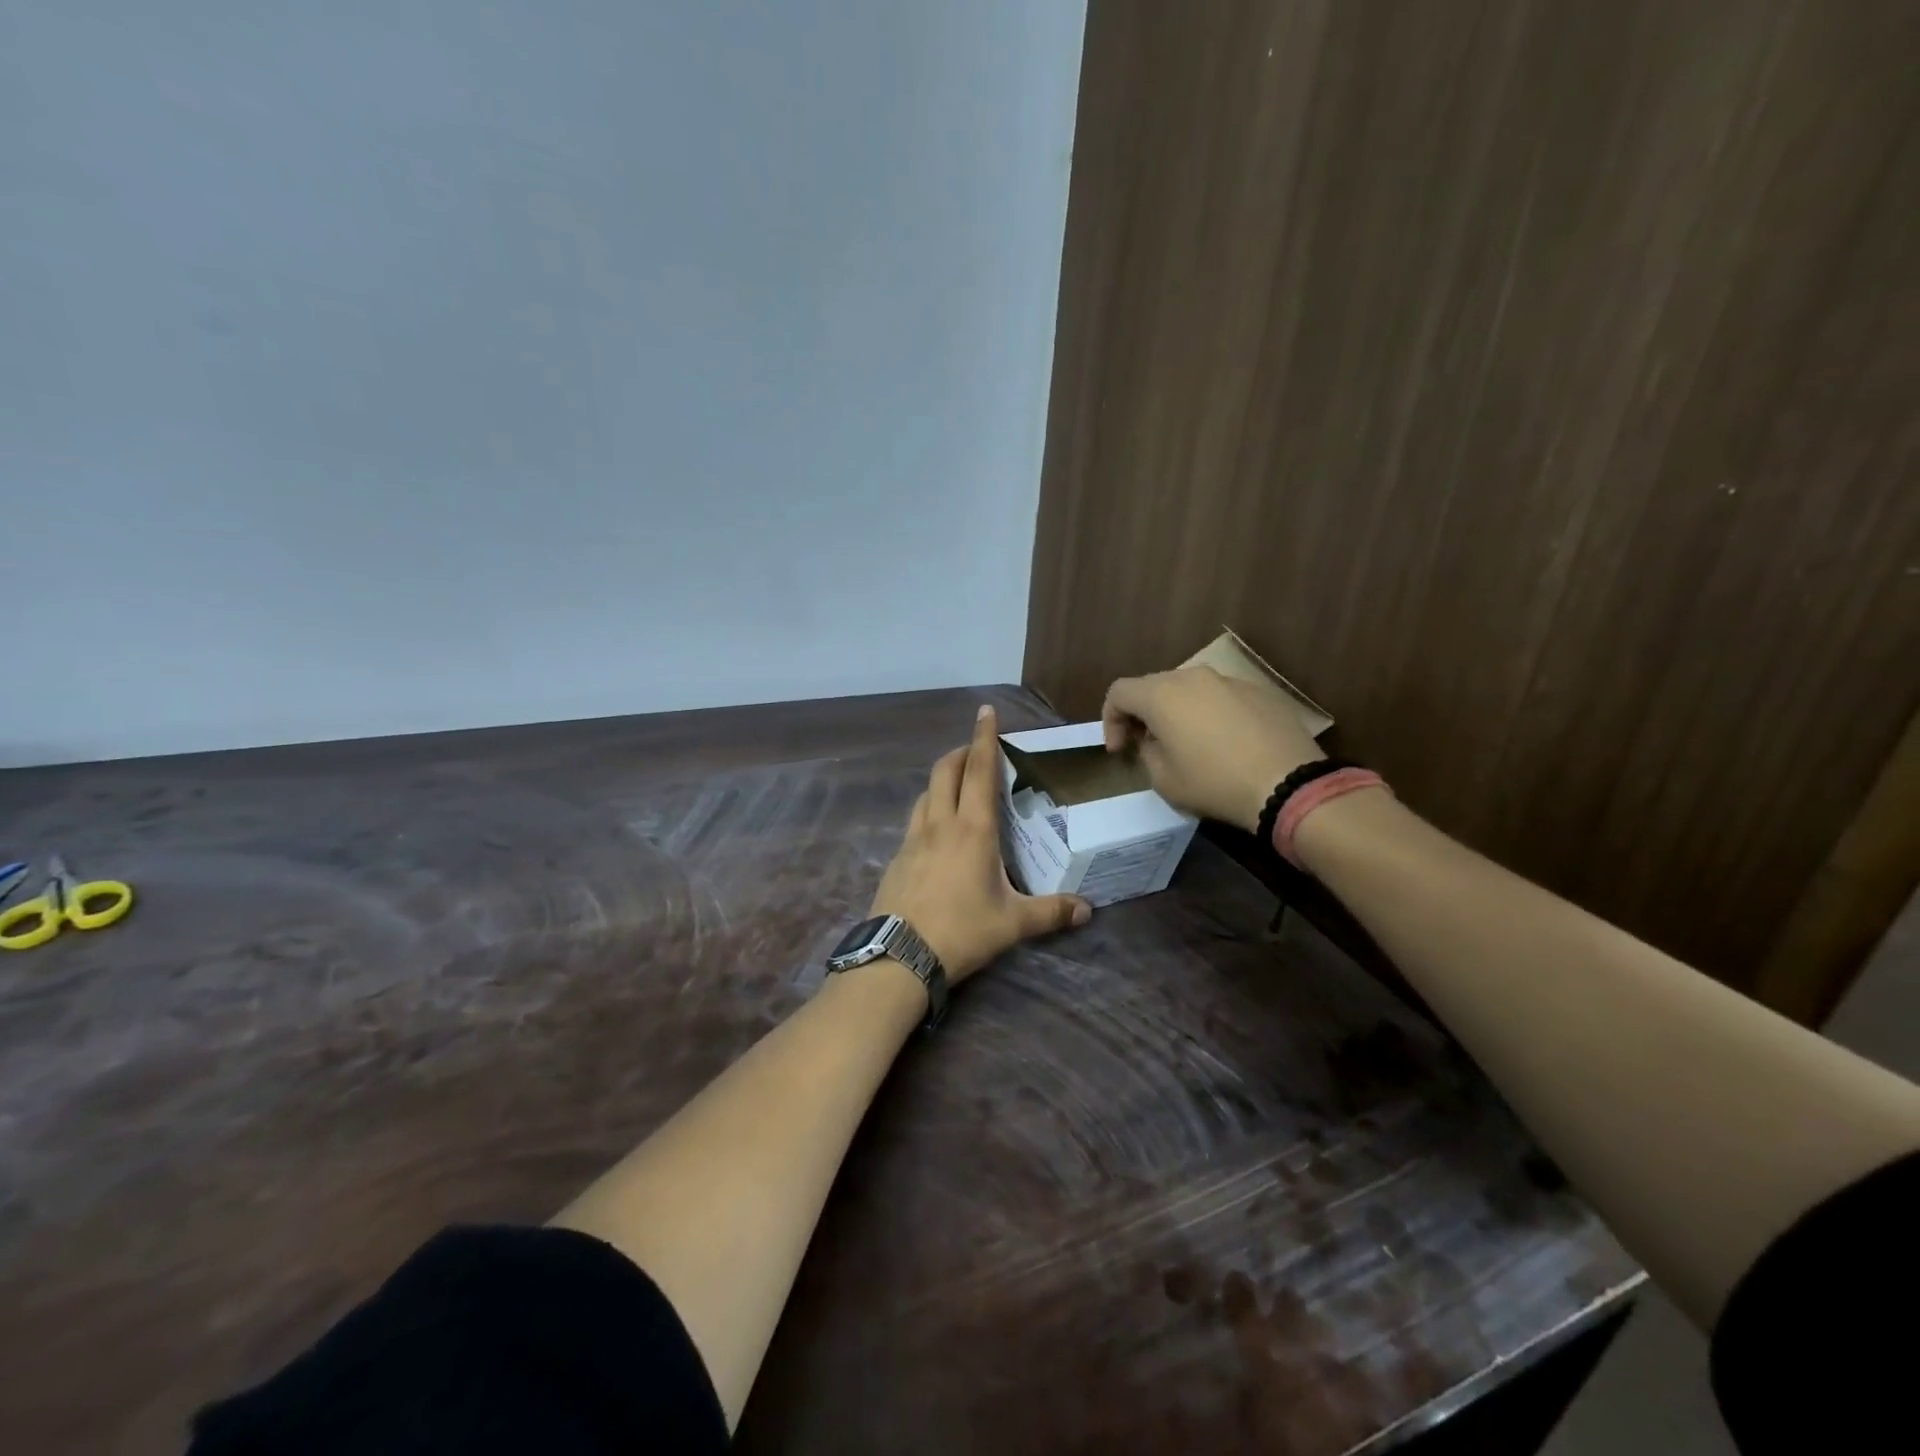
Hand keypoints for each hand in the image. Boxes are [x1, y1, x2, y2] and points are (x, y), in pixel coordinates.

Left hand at [871, 705, 1091, 982]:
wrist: (899, 956)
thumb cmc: (962, 932)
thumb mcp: (1013, 924)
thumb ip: (1051, 912)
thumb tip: (1088, 909)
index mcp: (973, 830)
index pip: (979, 771)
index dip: (983, 738)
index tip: (985, 711)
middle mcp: (940, 825)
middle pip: (945, 771)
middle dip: (960, 753)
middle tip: (975, 751)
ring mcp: (912, 840)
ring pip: (925, 794)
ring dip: (941, 781)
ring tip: (956, 789)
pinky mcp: (897, 858)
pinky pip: (913, 822)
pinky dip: (927, 812)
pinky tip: (936, 835)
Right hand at [1102, 667, 1323, 831]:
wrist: (1289, 784)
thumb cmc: (1215, 783)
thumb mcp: (1164, 780)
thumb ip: (1148, 752)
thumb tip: (1156, 740)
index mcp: (1162, 694)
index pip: (1119, 692)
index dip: (1110, 719)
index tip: (1119, 750)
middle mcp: (1193, 677)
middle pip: (1153, 685)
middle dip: (1142, 713)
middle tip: (1145, 744)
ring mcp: (1230, 680)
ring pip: (1189, 689)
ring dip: (1177, 711)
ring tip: (1186, 742)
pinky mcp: (1260, 691)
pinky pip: (1221, 697)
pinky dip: (1210, 714)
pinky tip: (1224, 743)